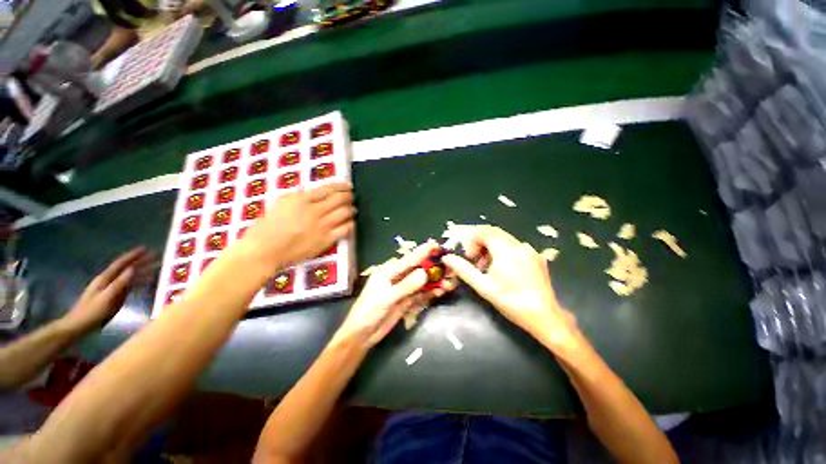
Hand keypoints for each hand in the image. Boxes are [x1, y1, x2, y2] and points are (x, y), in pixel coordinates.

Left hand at [61, 247, 153, 332]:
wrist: (79, 325)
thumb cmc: (92, 312)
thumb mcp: (106, 298)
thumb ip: (119, 283)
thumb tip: (133, 269)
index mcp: (106, 279)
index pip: (121, 263)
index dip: (133, 255)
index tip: (145, 248)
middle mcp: (109, 280)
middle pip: (126, 268)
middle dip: (140, 261)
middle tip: (155, 255)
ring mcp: (111, 289)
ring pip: (129, 276)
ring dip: (141, 270)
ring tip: (155, 267)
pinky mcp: (114, 296)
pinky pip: (129, 285)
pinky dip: (139, 280)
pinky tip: (146, 281)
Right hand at [243, 183, 354, 267]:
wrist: (265, 250)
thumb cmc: (268, 226)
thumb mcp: (281, 203)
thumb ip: (299, 196)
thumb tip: (316, 191)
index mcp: (302, 199)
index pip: (328, 189)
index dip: (341, 186)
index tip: (348, 186)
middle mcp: (315, 210)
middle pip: (340, 199)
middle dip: (349, 196)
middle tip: (352, 197)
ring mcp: (322, 225)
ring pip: (345, 213)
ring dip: (351, 209)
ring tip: (353, 209)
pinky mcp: (326, 240)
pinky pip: (345, 229)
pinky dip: (351, 224)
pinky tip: (351, 223)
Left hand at [333, 244, 440, 348]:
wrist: (362, 335)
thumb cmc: (368, 311)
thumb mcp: (386, 297)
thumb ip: (406, 286)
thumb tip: (424, 273)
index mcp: (390, 271)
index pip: (410, 259)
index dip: (424, 253)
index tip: (438, 247)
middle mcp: (398, 277)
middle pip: (419, 270)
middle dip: (434, 269)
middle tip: (450, 269)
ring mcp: (404, 289)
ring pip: (422, 282)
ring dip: (435, 282)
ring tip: (449, 283)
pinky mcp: (407, 301)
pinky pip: (422, 294)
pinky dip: (431, 293)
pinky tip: (441, 292)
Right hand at [442, 226, 580, 350]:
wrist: (545, 317)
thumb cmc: (510, 301)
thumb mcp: (483, 286)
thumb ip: (463, 269)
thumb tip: (447, 258)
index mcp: (506, 250)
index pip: (484, 231)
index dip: (471, 239)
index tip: (467, 255)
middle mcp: (519, 245)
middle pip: (494, 233)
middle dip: (479, 242)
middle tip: (473, 259)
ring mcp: (529, 250)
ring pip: (504, 239)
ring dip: (490, 247)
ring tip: (485, 266)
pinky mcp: (536, 257)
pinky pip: (514, 246)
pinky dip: (502, 251)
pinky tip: (500, 268)